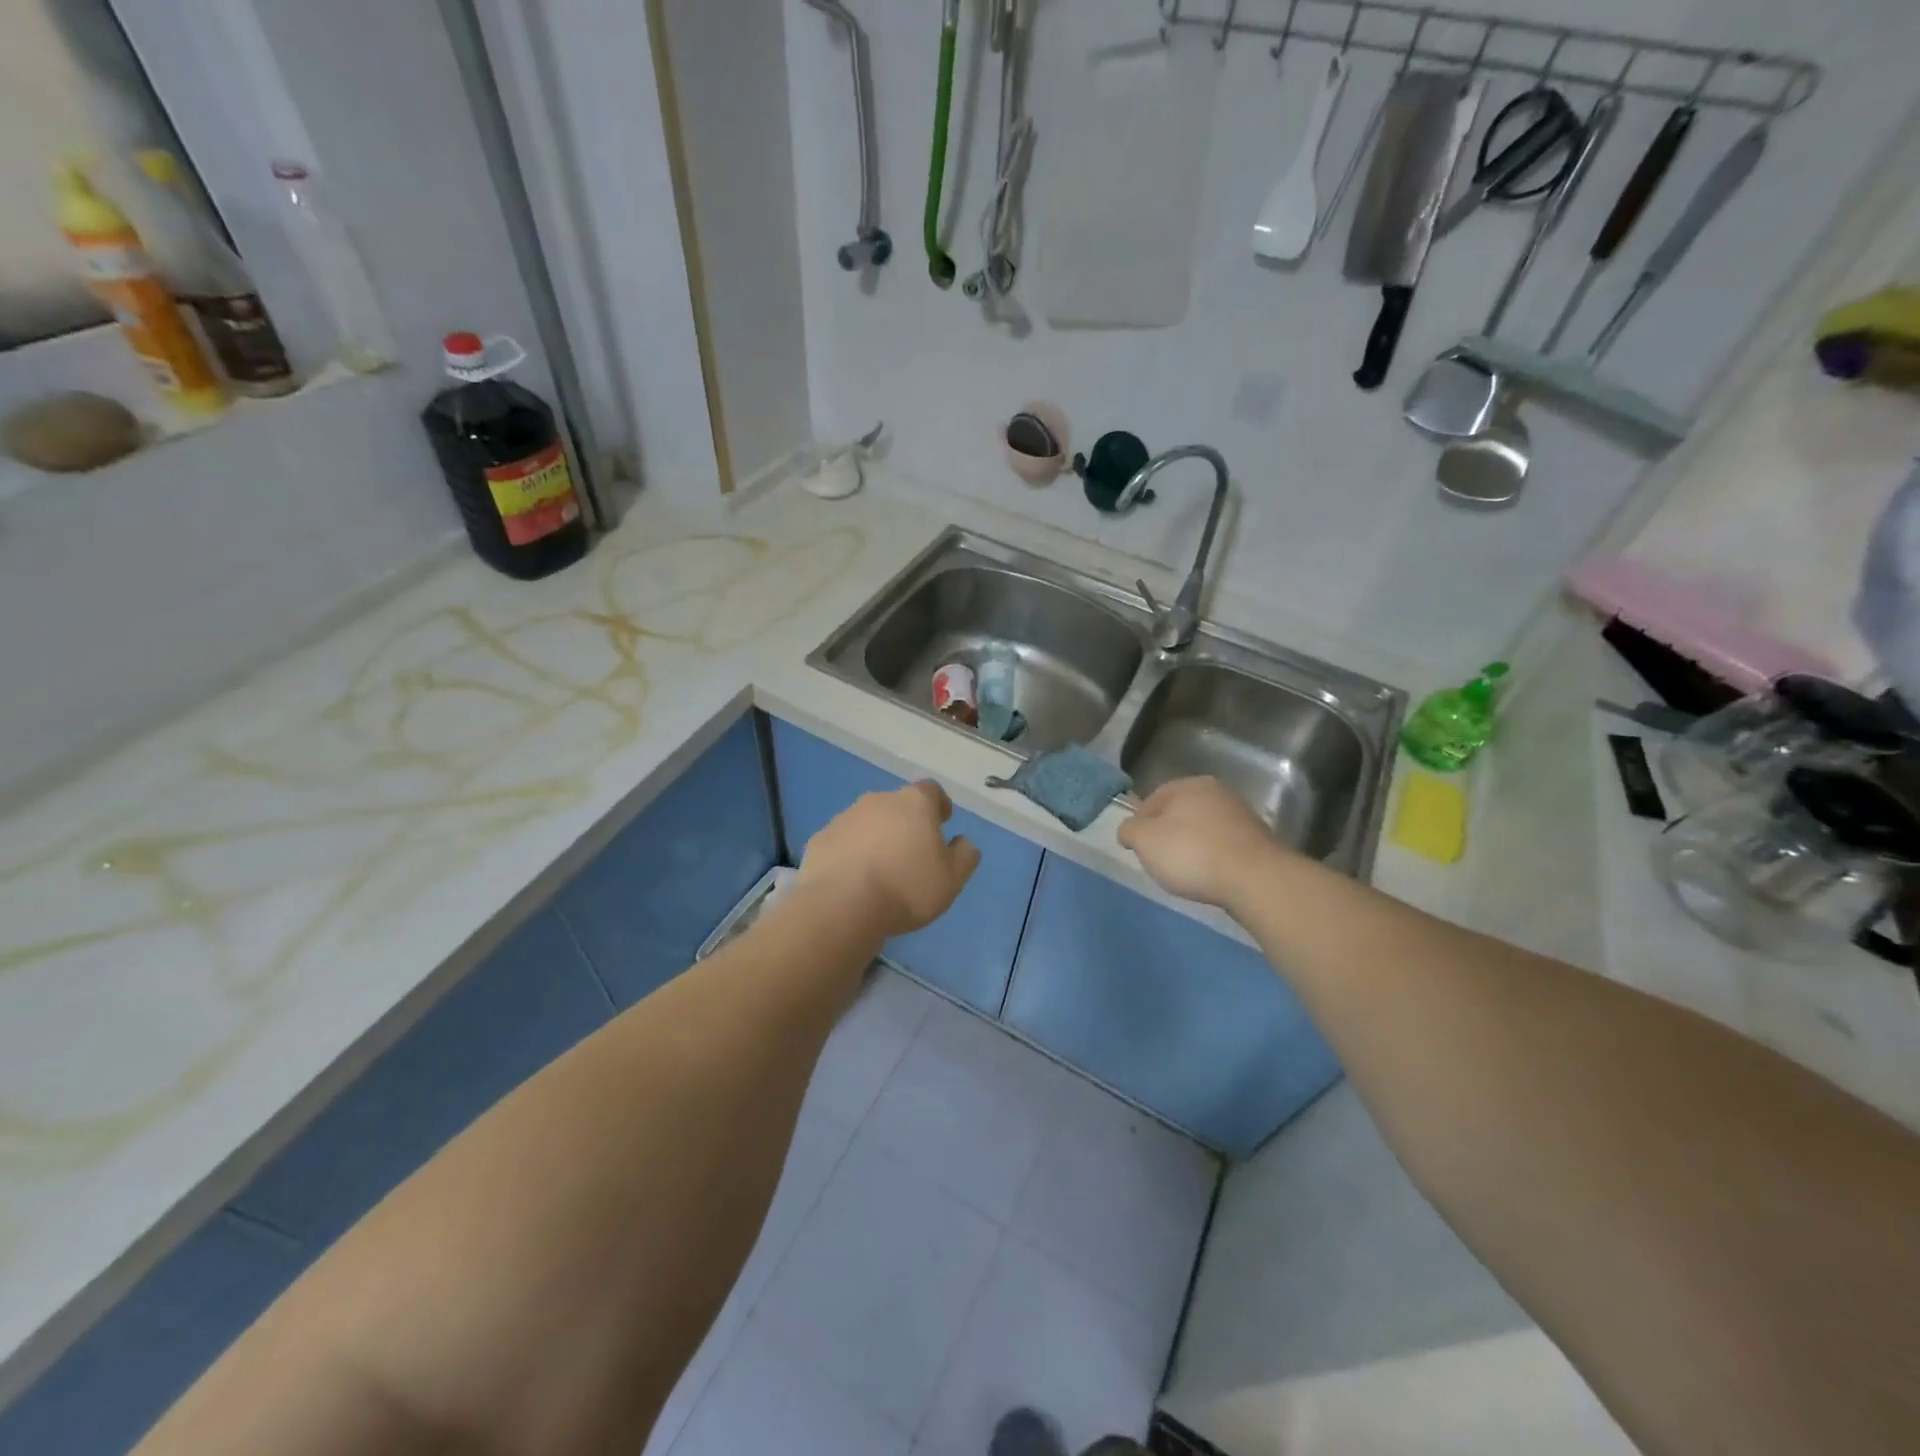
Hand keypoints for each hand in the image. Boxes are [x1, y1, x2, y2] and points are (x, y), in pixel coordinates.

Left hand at [796, 781, 981, 937]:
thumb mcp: (952, 879)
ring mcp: (845, 817)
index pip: (931, 790)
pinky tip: (853, 878)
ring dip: (876, 836)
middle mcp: (878, 801)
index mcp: (914, 803)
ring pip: (867, 821)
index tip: (943, 821)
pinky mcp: (820, 839)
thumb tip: (964, 843)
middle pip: (897, 805)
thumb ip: (964, 856)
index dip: (938, 804)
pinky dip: (850, 852)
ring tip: (881, 868)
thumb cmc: (907, 888)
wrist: (843, 905)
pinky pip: (842, 841)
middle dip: (905, 822)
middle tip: (912, 851)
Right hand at [1117, 777, 1283, 910]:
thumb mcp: (1144, 840)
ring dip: (1192, 847)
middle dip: (1167, 835)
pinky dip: (1213, 859)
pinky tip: (1210, 877)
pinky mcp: (1258, 841)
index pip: (1153, 798)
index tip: (1136, 847)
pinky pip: (1224, 847)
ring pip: (1203, 830)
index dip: (1140, 822)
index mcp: (1190, 785)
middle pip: (1180, 813)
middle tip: (1158, 860)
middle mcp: (1218, 793)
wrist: (1255, 879)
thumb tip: (1128, 830)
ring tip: (1185, 873)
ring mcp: (1242, 816)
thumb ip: (1129, 830)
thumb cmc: (1192, 853)